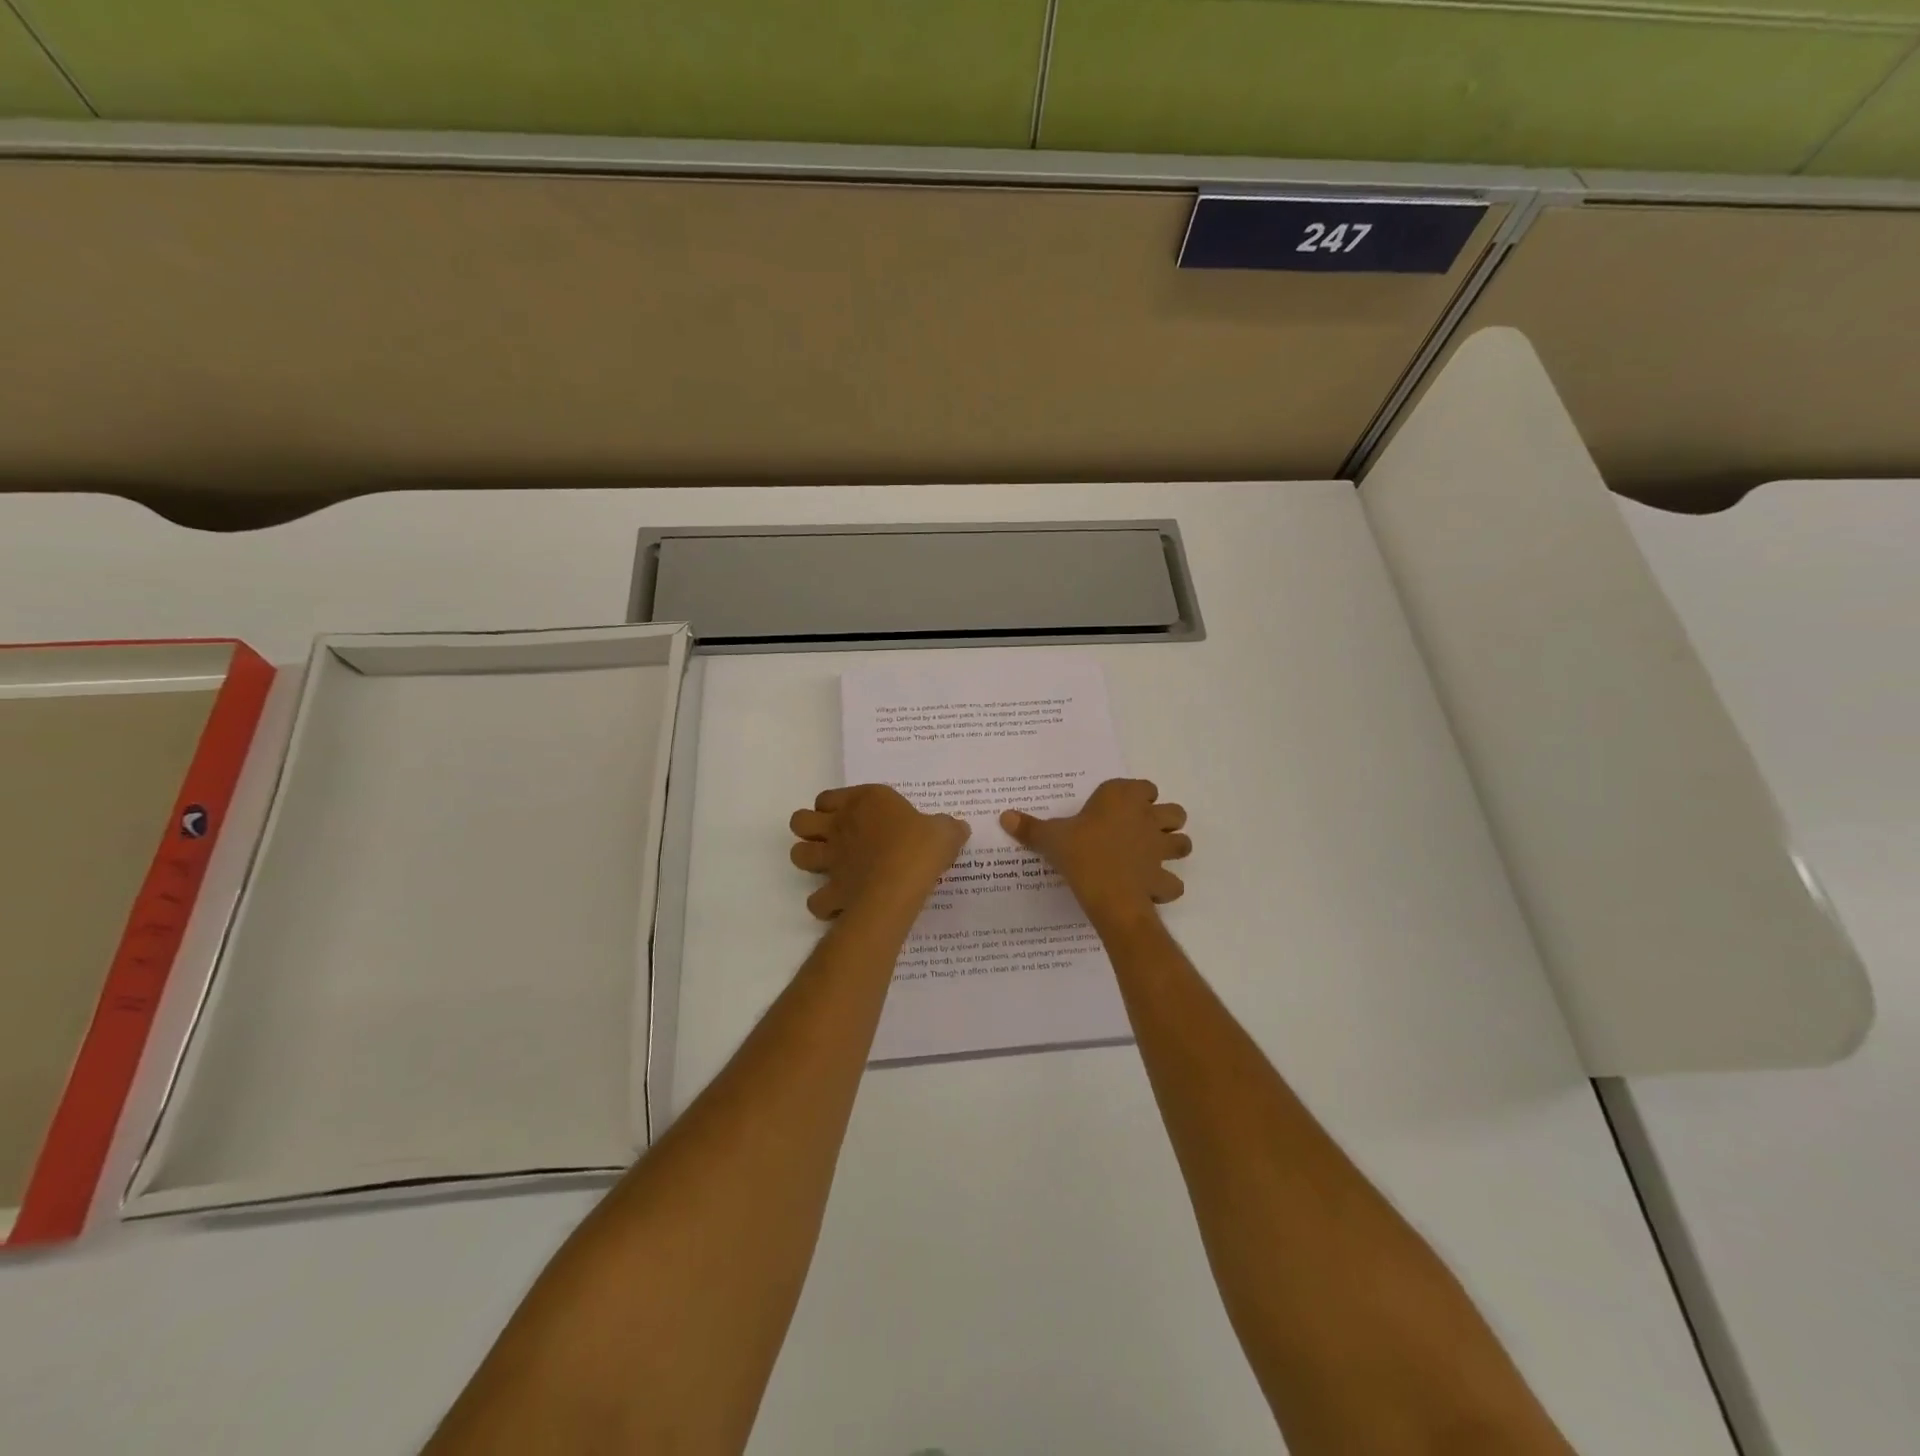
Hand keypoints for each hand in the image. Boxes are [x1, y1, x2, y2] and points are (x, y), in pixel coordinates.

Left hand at [789, 785, 969, 920]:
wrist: (900, 884)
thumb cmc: (920, 847)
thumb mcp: (944, 830)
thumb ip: (946, 827)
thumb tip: (956, 827)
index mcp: (864, 802)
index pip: (828, 797)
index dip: (833, 806)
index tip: (853, 816)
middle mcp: (840, 826)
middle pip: (801, 821)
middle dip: (810, 830)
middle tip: (832, 840)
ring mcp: (831, 860)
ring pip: (797, 855)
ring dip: (809, 861)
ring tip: (830, 869)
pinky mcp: (832, 891)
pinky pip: (816, 901)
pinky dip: (824, 904)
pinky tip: (839, 905)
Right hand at [1001, 778, 1190, 926]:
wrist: (1108, 894)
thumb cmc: (1080, 853)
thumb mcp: (1050, 838)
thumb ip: (1030, 827)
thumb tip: (1004, 816)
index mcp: (1122, 798)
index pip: (1143, 787)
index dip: (1136, 796)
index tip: (1120, 807)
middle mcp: (1147, 818)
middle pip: (1173, 812)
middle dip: (1164, 819)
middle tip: (1142, 831)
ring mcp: (1160, 849)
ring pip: (1182, 843)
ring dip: (1172, 848)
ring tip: (1152, 857)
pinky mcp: (1163, 878)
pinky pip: (1173, 881)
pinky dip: (1166, 885)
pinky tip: (1150, 889)